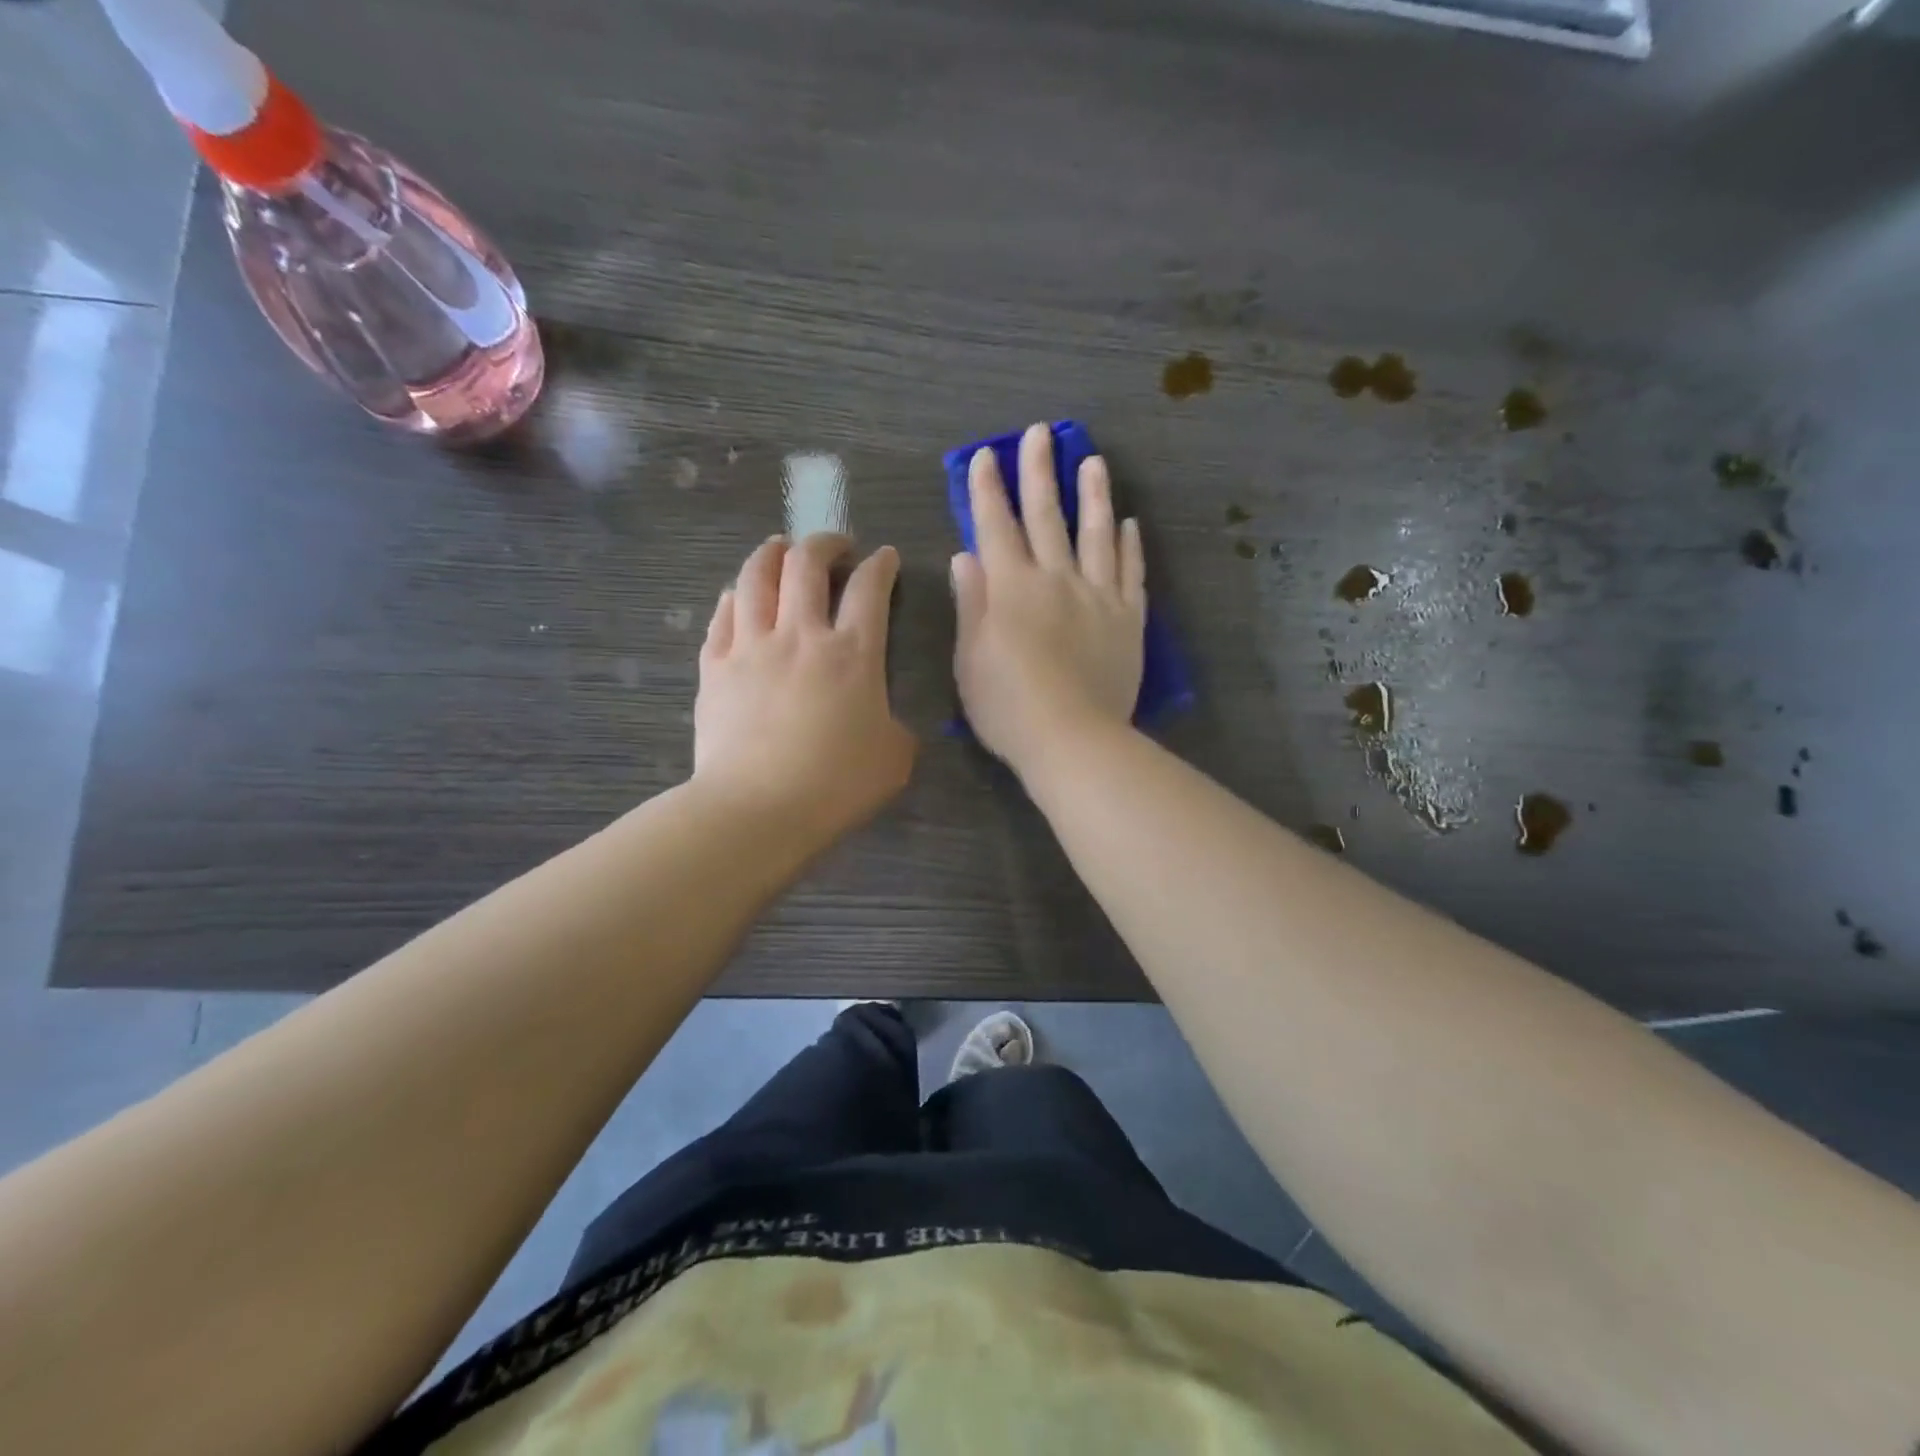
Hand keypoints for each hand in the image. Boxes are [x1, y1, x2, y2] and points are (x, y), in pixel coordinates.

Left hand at [694, 534, 916, 842]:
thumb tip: (885, 719)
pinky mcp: (714, 668)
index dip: (882, 565)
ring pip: (756, 577)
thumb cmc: (836, 785)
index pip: (870, 588)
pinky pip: (722, 615)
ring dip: (772, 553)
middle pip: (807, 564)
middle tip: (835, 546)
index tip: (886, 557)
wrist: (757, 809)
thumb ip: (896, 726)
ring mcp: (751, 647)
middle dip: (825, 543)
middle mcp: (800, 635)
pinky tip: (738, 595)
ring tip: (780, 548)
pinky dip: (734, 596)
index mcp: (852, 653)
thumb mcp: (895, 758)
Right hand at [952, 424, 1145, 776]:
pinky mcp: (1129, 619)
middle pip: (1046, 516)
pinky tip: (1129, 524)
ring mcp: (1098, 596)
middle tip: (1040, 432)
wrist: (1072, 738)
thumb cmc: (1008, 706)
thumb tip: (965, 556)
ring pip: (1096, 533)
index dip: (987, 489)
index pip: (995, 526)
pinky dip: (1128, 545)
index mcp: (1011, 588)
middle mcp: (1056, 579)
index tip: (985, 456)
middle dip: (1038, 472)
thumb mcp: (970, 659)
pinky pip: (1131, 572)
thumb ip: (970, 603)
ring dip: (1092, 494)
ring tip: (1093, 461)